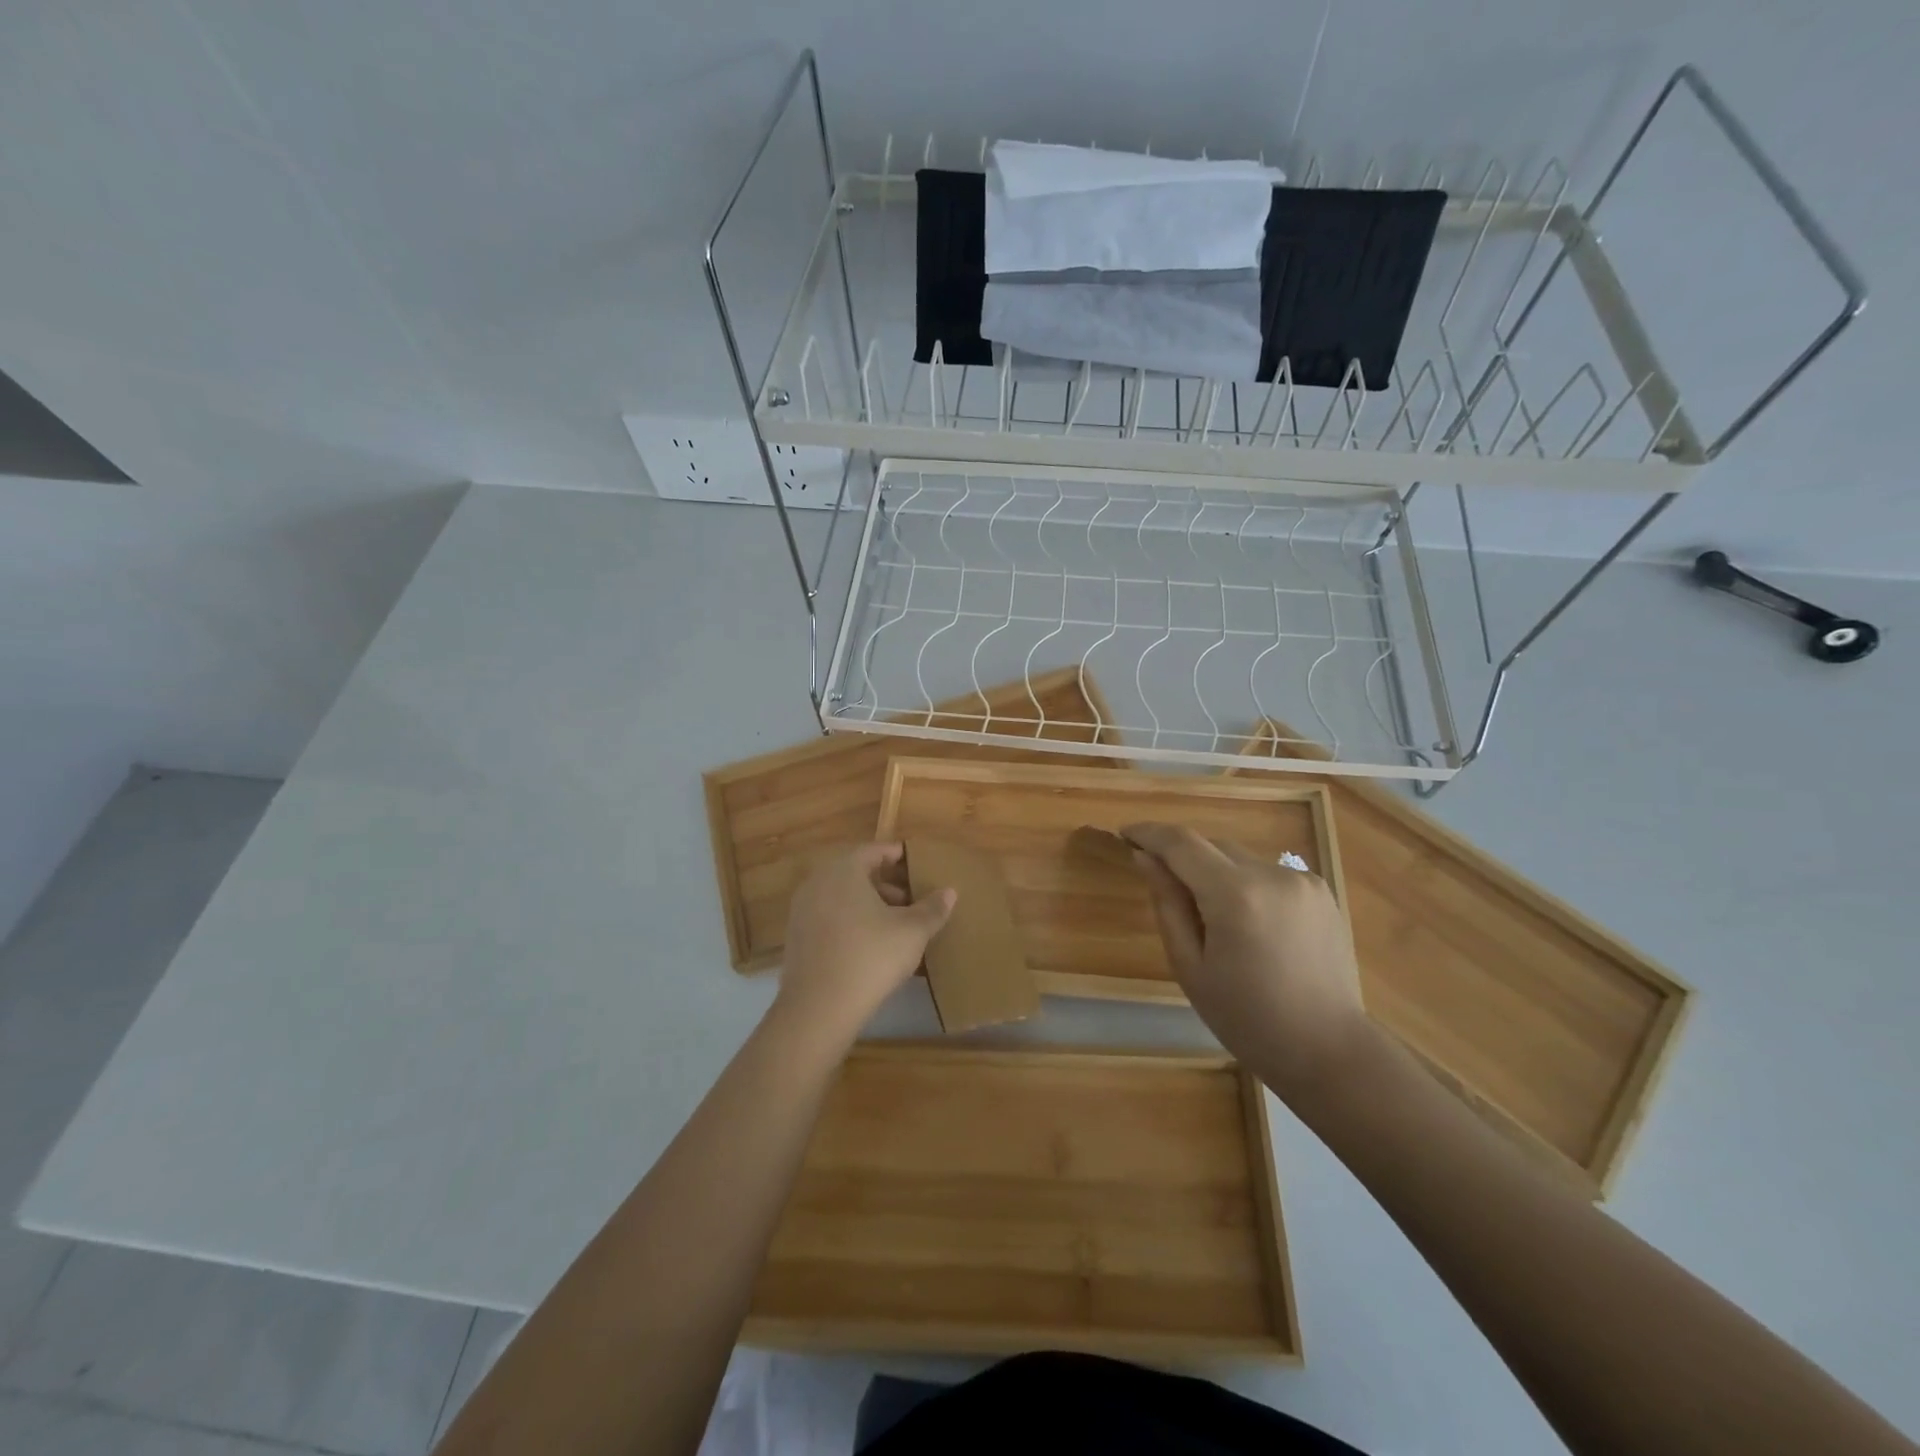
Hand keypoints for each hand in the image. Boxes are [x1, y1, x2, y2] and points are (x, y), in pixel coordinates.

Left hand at [774, 842, 956, 1045]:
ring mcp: (802, 910)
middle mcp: (818, 882)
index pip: (874, 851)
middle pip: (856, 873)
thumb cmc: (871, 957)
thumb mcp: (912, 932)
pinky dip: (851, 922)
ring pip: (842, 897)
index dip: (898, 856)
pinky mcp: (797, 937)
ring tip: (896, 925)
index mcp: (844, 870)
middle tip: (911, 899)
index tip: (917, 865)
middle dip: (886, 884)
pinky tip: (872, 945)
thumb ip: (932, 908)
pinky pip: (830, 918)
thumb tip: (949, 892)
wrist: (818, 1008)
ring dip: (869, 905)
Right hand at [1123, 822, 1373, 1105]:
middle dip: (1183, 857)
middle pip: (1212, 845)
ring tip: (1214, 918)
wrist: (1329, 1050)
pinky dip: (1247, 885)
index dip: (1149, 833)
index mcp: (1235, 895)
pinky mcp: (1323, 890)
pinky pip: (1268, 874)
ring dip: (1216, 872)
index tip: (1125, 834)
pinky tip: (1251, 925)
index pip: (1181, 843)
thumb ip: (1167, 903)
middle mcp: (1272, 874)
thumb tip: (1145, 858)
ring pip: (1240, 858)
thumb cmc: (1247, 1019)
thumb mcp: (1190, 966)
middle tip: (1164, 888)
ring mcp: (1302, 880)